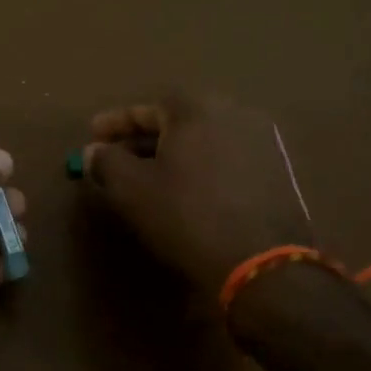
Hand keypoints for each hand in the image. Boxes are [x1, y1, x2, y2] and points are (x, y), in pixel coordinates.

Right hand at [83, 93, 312, 296]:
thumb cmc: (187, 216)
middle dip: (143, 137)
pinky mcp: (277, 170)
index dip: (115, 123)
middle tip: (117, 157)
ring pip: (203, 139)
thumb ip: (107, 162)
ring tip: (148, 176)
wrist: (262, 264)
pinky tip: (186, 190)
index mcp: (197, 108)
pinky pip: (226, 157)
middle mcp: (234, 112)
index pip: (146, 107)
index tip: (92, 136)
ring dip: (173, 153)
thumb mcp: (133, 190)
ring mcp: (262, 140)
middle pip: (177, 120)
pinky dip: (200, 166)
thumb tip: (93, 151)